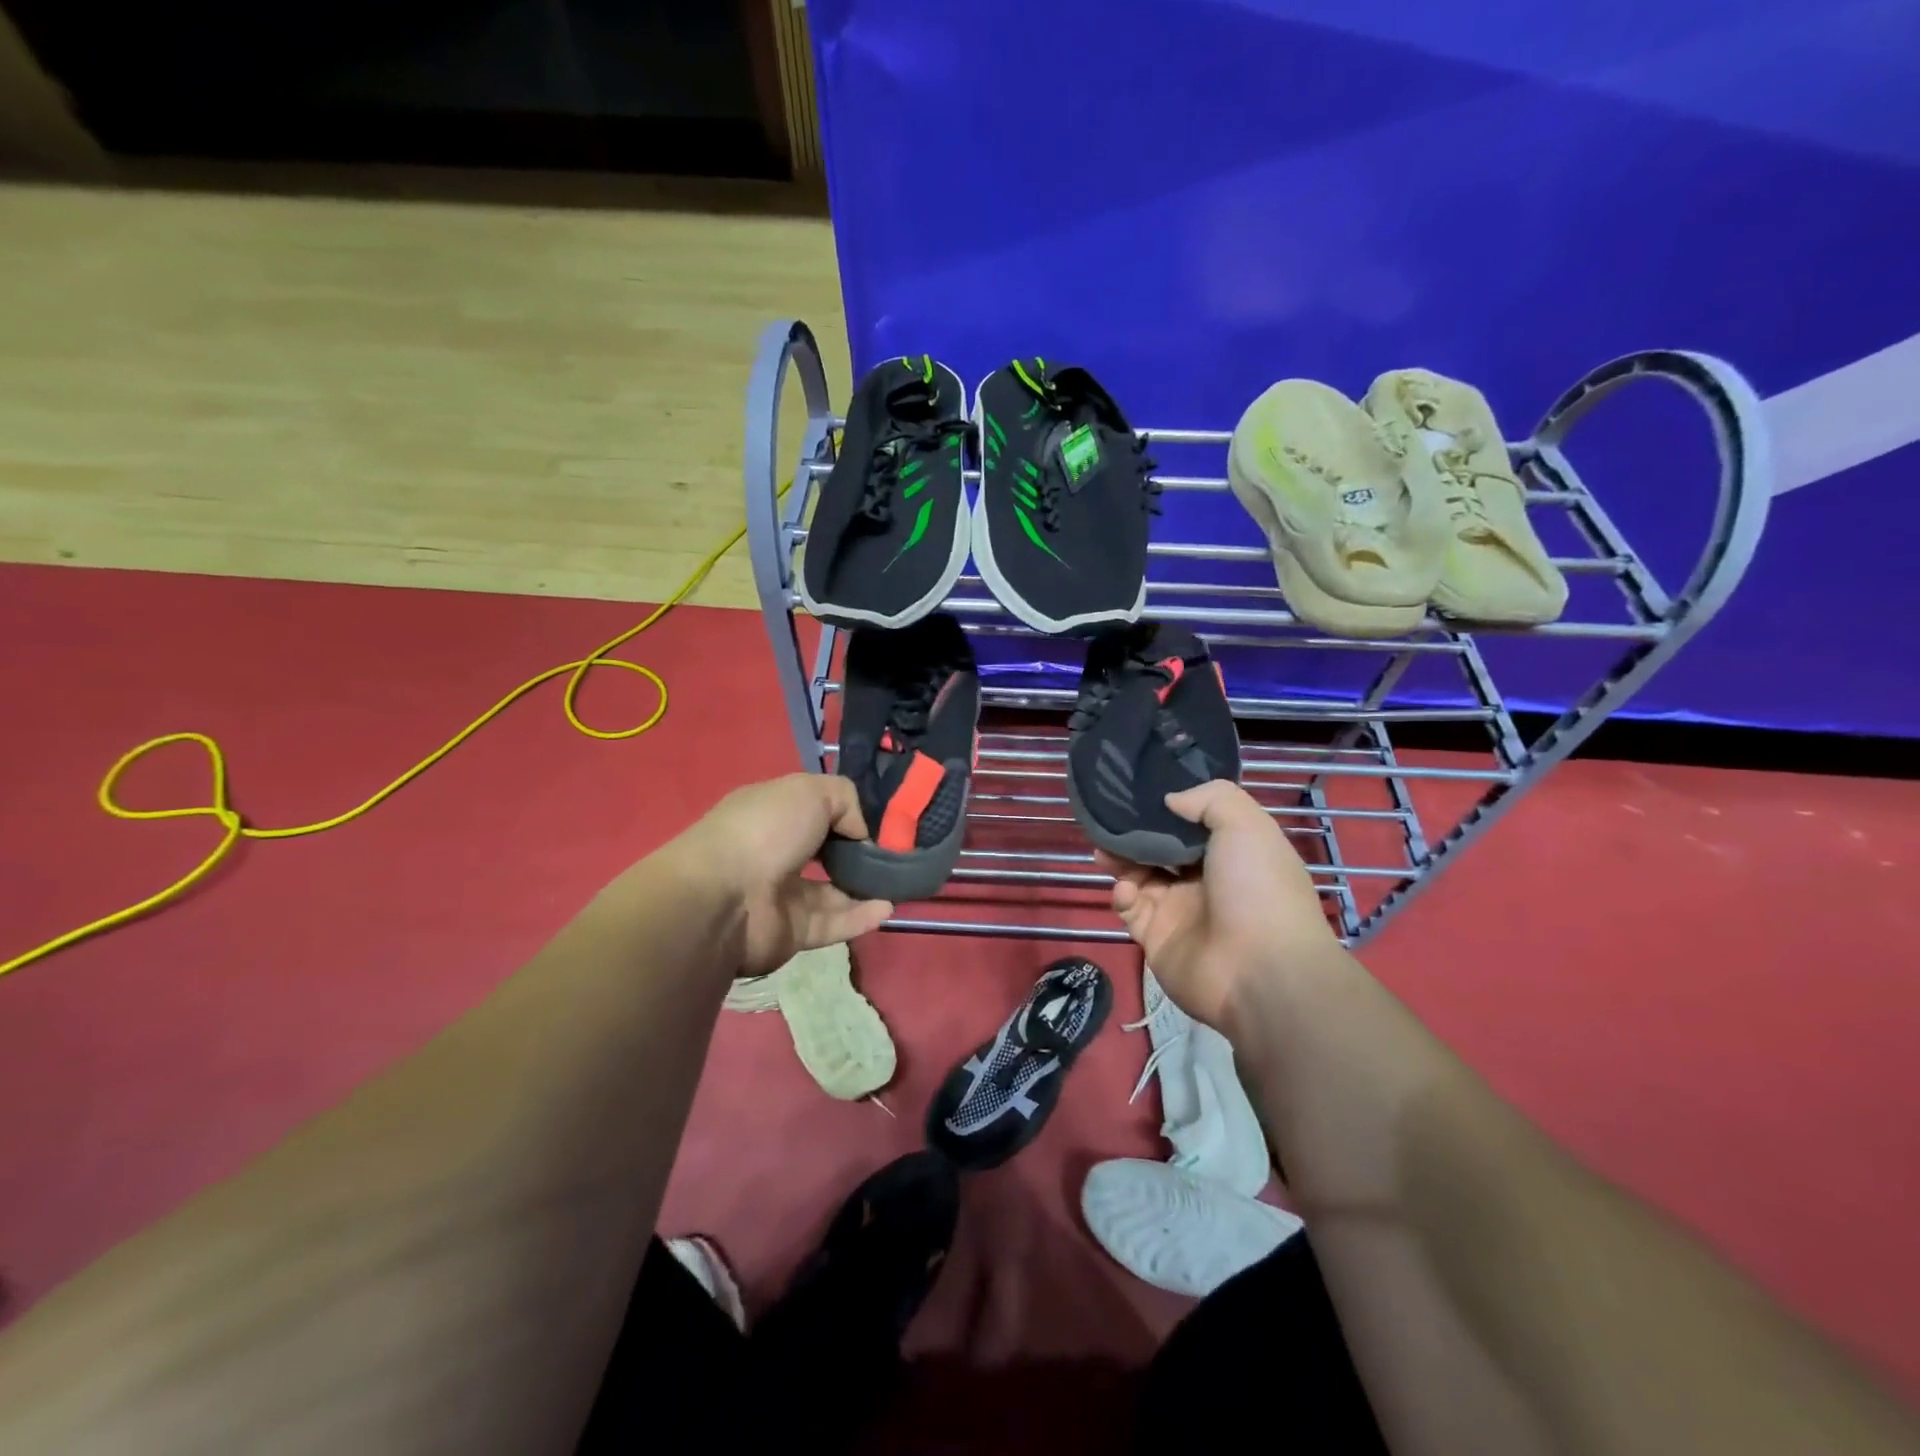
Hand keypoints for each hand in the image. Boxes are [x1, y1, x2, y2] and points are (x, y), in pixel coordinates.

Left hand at [677, 773, 893, 976]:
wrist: (726, 897)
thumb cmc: (765, 830)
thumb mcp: (810, 791)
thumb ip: (846, 799)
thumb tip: (862, 831)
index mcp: (773, 813)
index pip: (816, 809)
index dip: (848, 813)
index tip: (883, 818)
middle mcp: (776, 851)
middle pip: (826, 852)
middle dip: (860, 852)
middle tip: (897, 852)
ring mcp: (783, 895)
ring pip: (833, 891)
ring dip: (865, 886)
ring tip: (901, 880)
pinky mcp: (792, 932)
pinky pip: (833, 923)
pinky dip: (861, 916)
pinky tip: (888, 906)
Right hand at [1096, 780, 1339, 1029]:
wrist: (1259, 971)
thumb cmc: (1257, 888)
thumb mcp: (1246, 825)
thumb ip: (1210, 798)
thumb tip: (1171, 800)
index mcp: (1232, 854)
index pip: (1194, 824)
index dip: (1168, 809)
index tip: (1140, 792)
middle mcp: (1205, 880)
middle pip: (1161, 849)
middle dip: (1135, 834)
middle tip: (1110, 821)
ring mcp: (1179, 910)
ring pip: (1139, 876)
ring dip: (1120, 861)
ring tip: (1104, 851)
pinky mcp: (1156, 938)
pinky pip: (1131, 910)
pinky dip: (1123, 896)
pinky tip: (1126, 890)